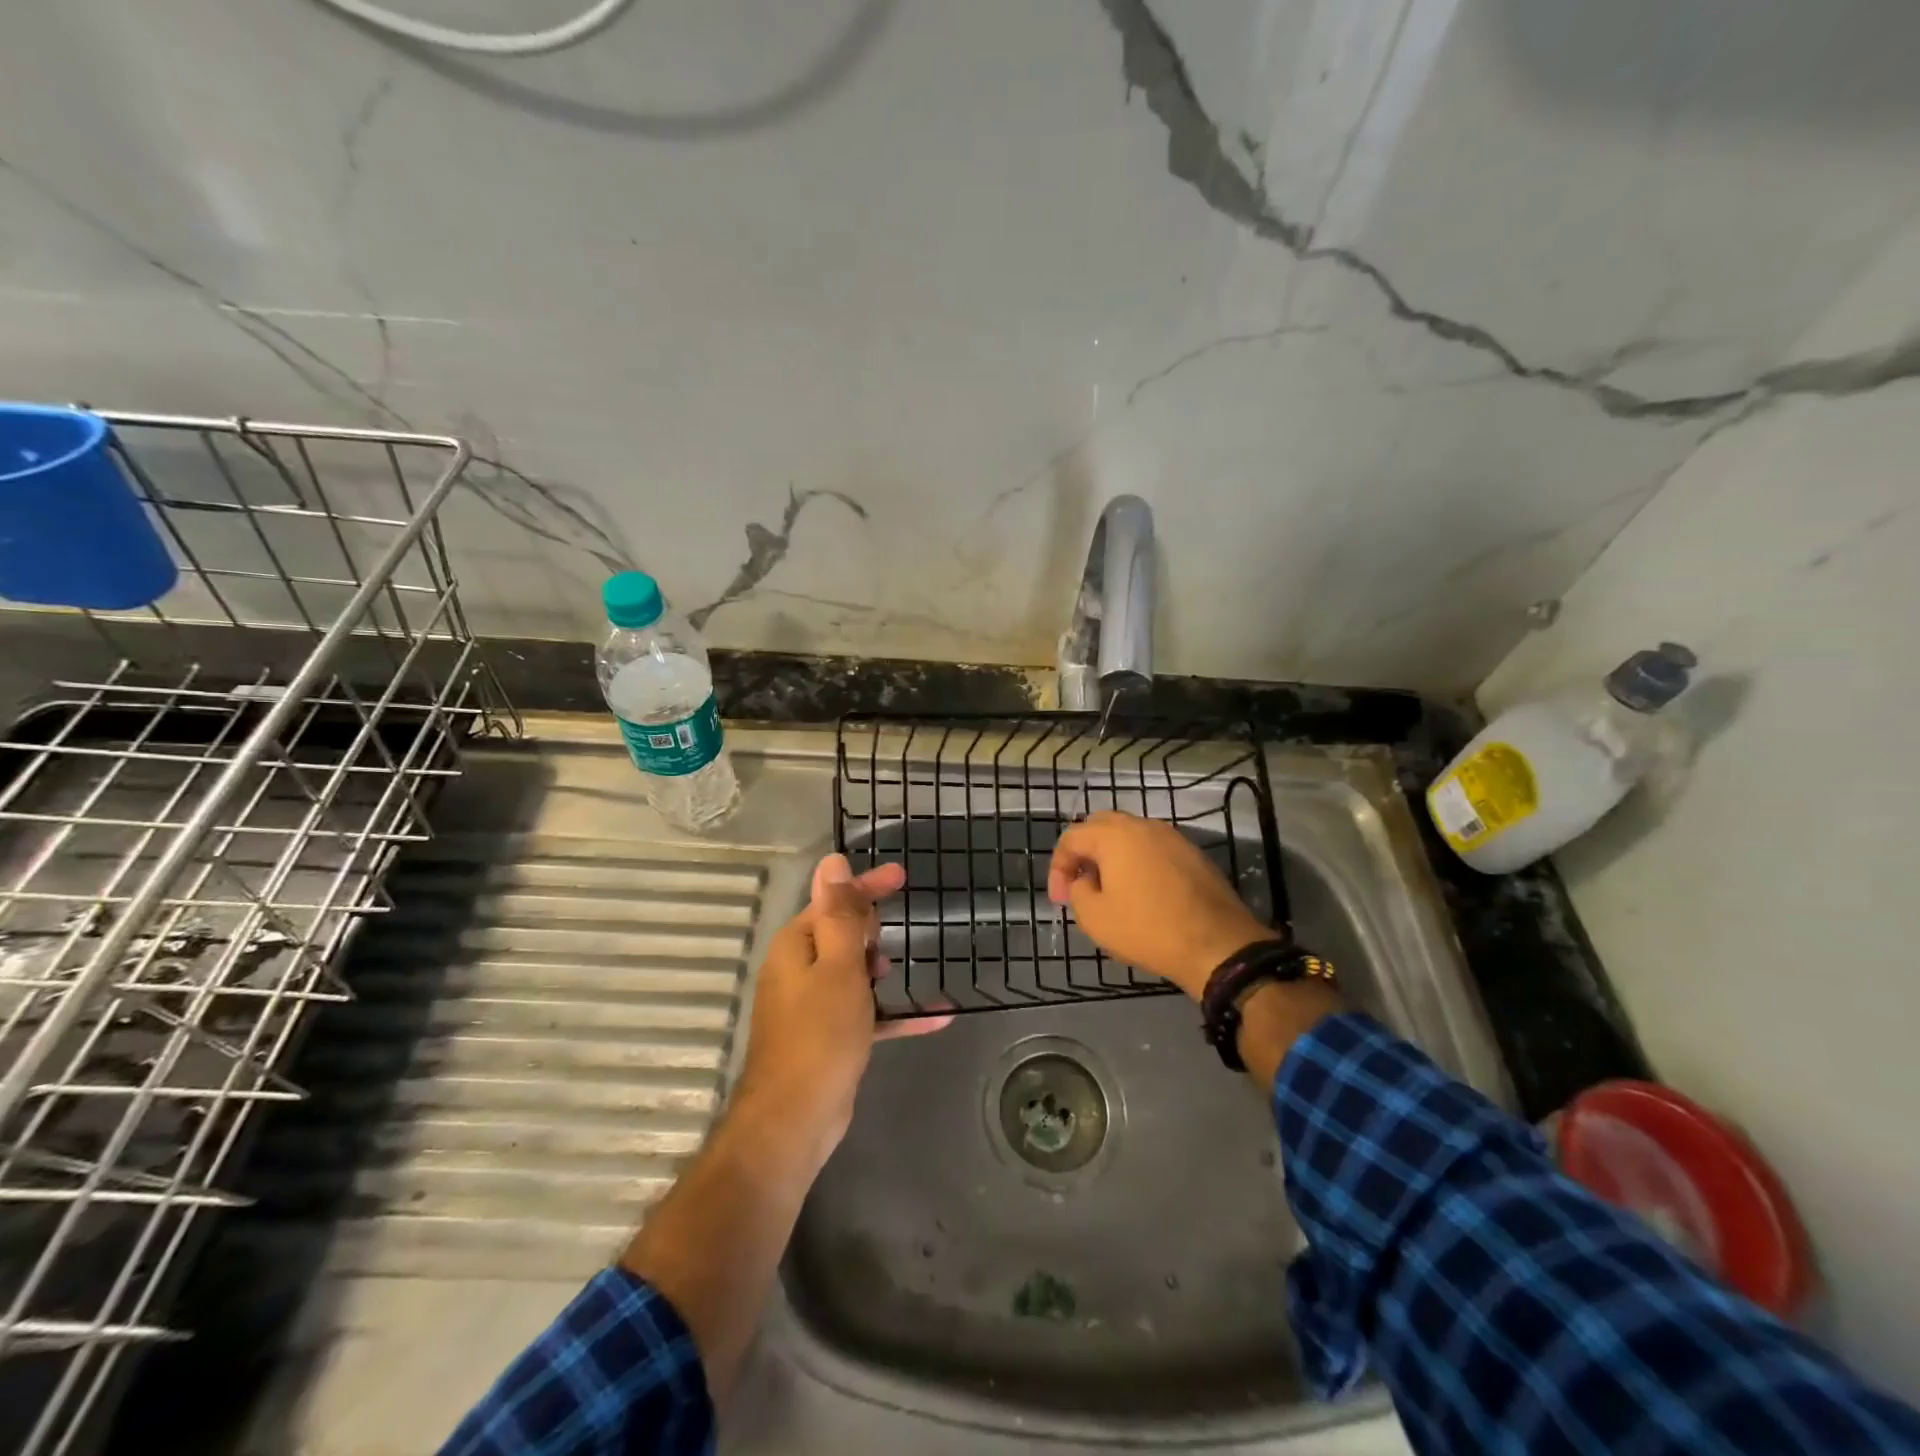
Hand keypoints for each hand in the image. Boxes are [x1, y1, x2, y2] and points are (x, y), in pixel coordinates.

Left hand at [734, 853, 947, 1153]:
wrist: (795, 1120)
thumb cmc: (820, 1034)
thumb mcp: (839, 966)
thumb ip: (840, 914)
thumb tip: (832, 861)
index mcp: (797, 946)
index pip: (833, 901)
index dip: (866, 886)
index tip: (902, 876)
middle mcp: (799, 970)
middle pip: (841, 934)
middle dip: (871, 929)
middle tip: (898, 934)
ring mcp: (812, 1005)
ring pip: (853, 973)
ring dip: (881, 969)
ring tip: (906, 970)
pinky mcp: (829, 1036)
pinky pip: (866, 1012)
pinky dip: (894, 1011)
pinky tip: (936, 1017)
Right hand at [1046, 811, 1272, 999]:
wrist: (1218, 945)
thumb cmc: (1148, 929)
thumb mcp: (1094, 918)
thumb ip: (1077, 891)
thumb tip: (1084, 881)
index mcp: (1114, 835)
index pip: (1071, 837)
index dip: (1058, 867)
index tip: (1060, 899)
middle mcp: (1143, 826)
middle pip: (1101, 827)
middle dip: (1084, 853)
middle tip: (1080, 885)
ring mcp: (1173, 837)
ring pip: (1130, 837)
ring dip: (1113, 857)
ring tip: (1110, 891)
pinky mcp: (1193, 854)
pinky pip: (1154, 850)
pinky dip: (1139, 864)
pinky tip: (1142, 894)